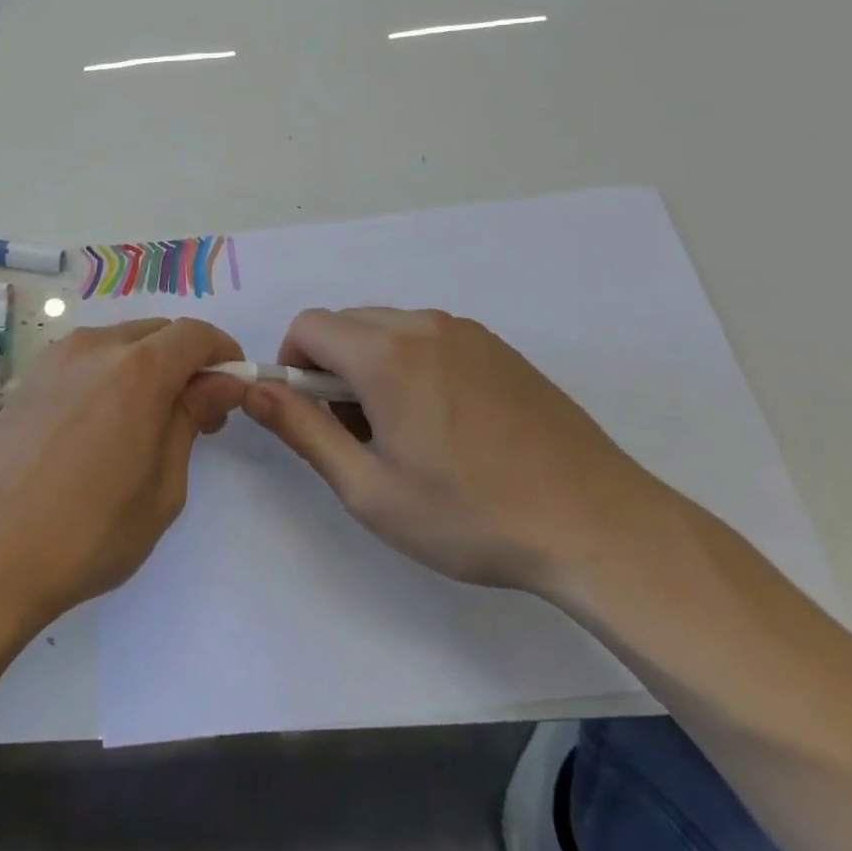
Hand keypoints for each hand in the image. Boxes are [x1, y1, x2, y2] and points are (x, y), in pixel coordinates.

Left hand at [0, 319, 244, 628]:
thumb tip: (219, 382)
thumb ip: (190, 419)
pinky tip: (99, 427)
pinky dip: (109, 376)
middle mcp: (94, 347)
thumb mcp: (162, 487)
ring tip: (146, 424)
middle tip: (196, 414)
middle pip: (157, 332)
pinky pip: (84, 361)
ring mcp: (53, 360)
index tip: (233, 388)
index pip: (195, 334)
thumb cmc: (87, 532)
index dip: (223, 353)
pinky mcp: (27, 380)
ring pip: (118, 343)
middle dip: (186, 361)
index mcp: (137, 368)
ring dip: (146, 367)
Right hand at [243, 308, 664, 596]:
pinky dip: (413, 365)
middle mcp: (424, 325)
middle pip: (346, 323)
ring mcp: (467, 333)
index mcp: (386, 353)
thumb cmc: (472, 515)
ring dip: (372, 366)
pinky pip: (430, 338)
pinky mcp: (498, 348)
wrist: (599, 526)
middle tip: (358, 434)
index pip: (308, 326)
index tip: (311, 416)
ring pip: (388, 329)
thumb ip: (302, 431)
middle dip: (331, 368)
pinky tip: (449, 425)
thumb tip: (252, 389)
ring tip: (406, 434)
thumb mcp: (370, 489)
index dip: (292, 366)